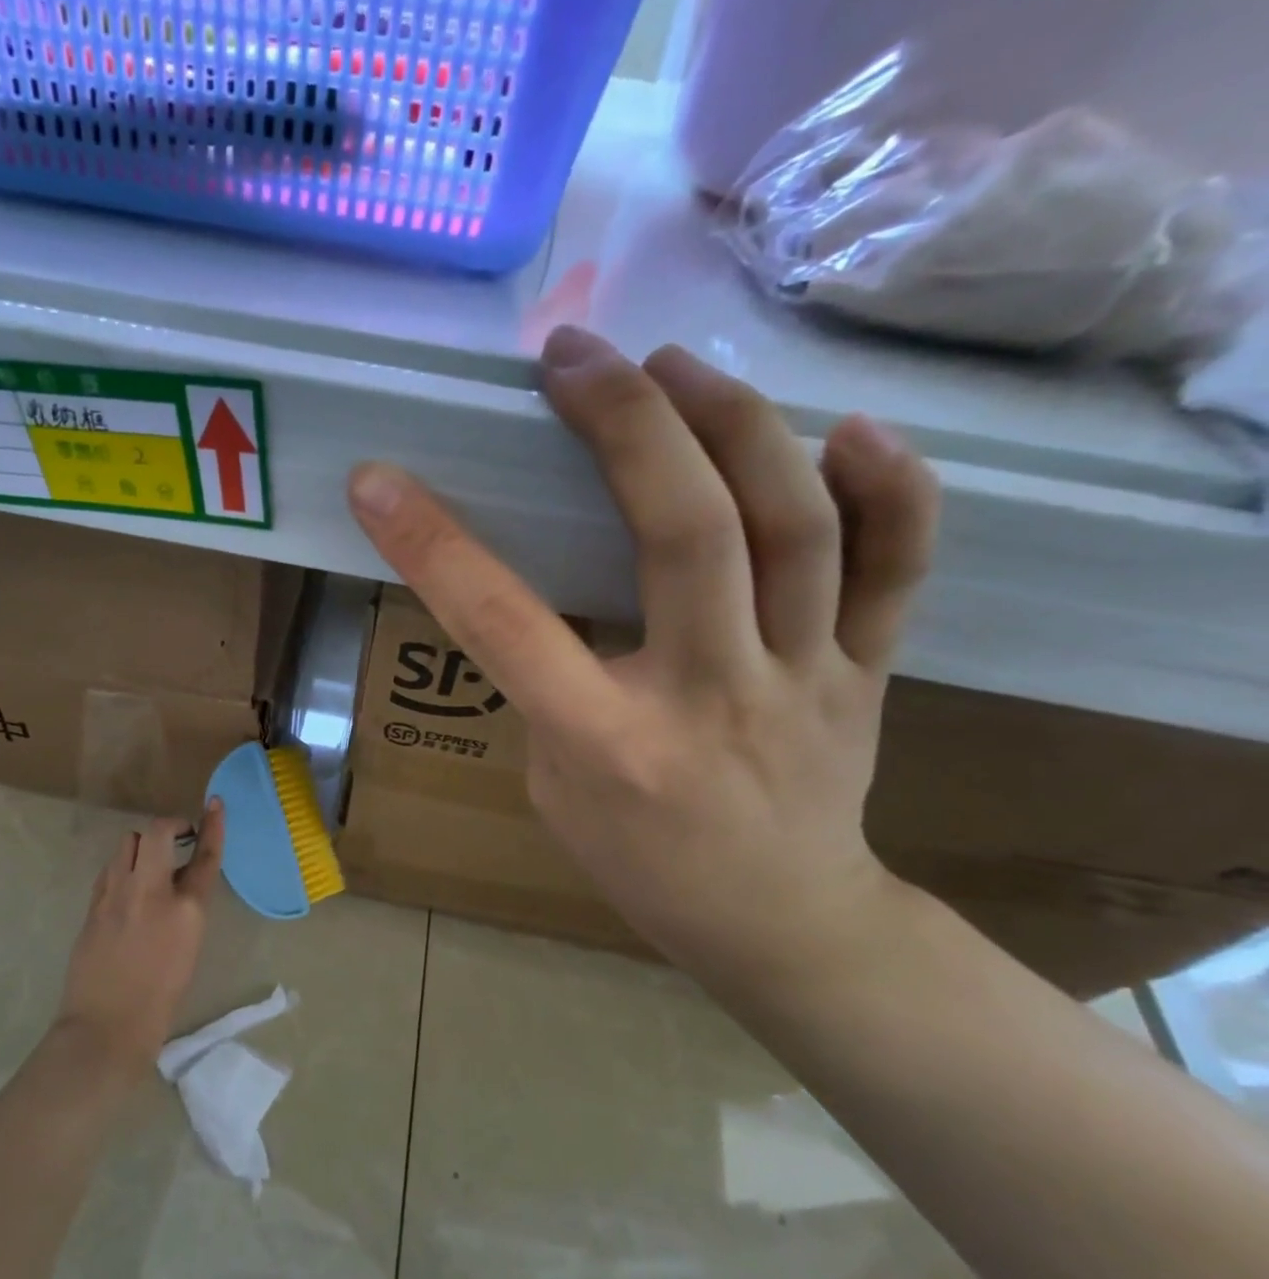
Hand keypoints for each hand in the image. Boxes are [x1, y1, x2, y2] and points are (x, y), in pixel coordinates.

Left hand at [54, 801, 225, 1071]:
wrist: (107, 1027)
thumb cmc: (161, 997)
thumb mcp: (190, 946)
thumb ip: (187, 907)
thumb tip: (181, 881)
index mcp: (186, 909)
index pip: (205, 855)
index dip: (212, 826)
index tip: (215, 803)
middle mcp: (150, 891)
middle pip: (157, 832)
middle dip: (169, 825)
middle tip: (177, 837)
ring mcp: (116, 895)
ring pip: (127, 842)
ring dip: (142, 845)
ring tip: (149, 864)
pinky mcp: (93, 904)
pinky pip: (110, 868)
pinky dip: (123, 866)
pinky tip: (127, 886)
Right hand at [346, 327, 940, 985]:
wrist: (781, 923)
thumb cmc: (639, 864)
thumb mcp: (553, 790)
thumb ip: (547, 691)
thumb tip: (546, 593)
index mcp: (606, 743)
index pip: (507, 625)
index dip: (434, 546)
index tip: (379, 481)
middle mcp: (710, 696)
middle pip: (686, 535)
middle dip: (625, 424)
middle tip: (574, 355)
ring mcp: (805, 678)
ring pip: (793, 526)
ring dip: (733, 424)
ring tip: (675, 363)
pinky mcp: (868, 670)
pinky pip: (899, 567)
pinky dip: (890, 489)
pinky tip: (850, 427)